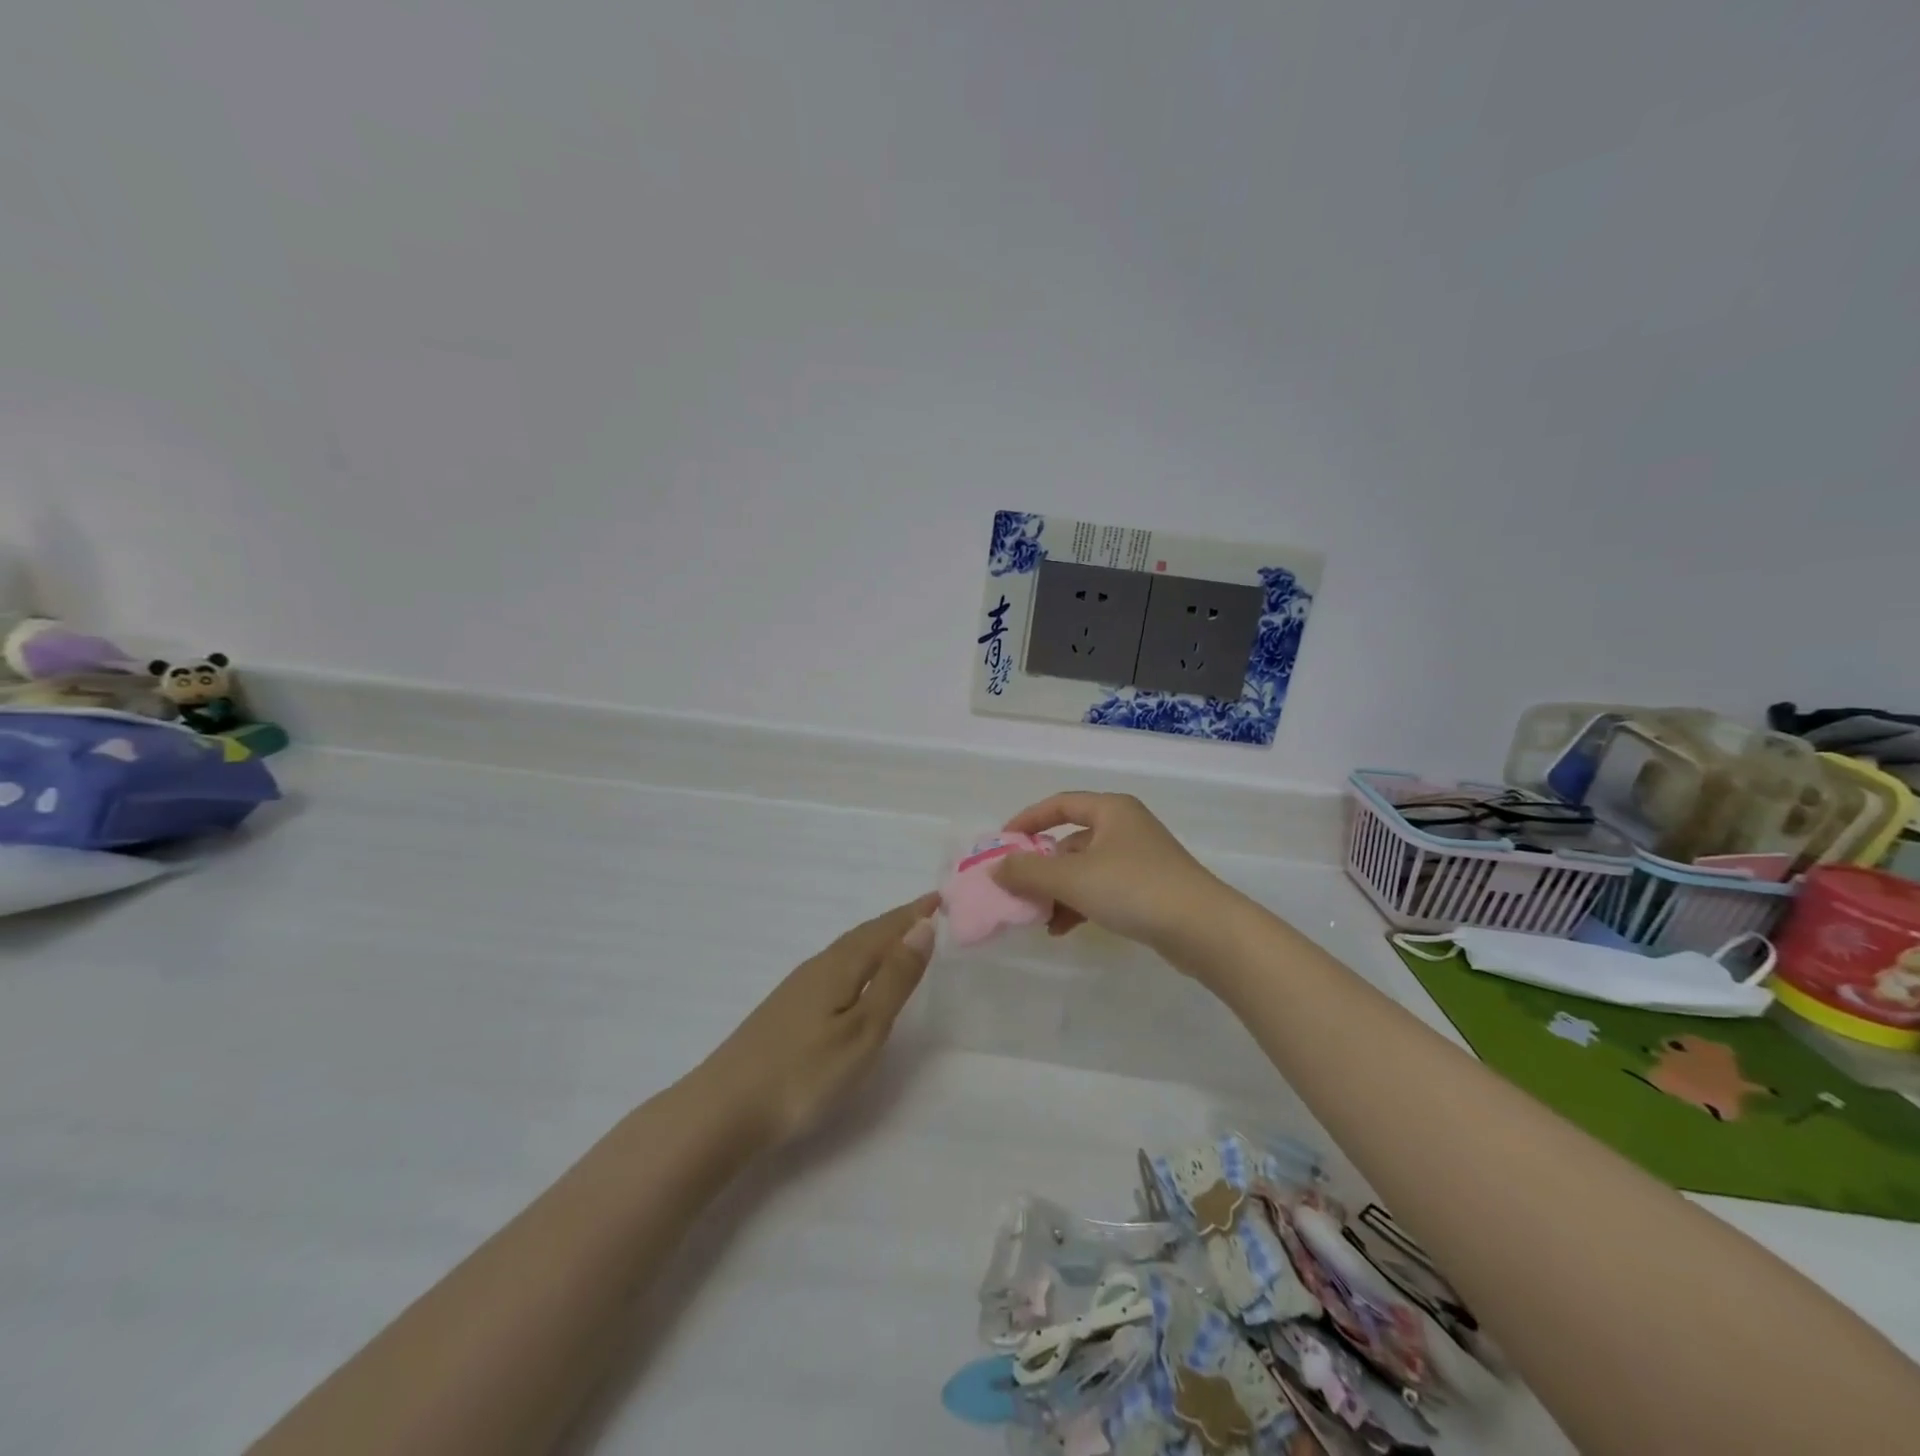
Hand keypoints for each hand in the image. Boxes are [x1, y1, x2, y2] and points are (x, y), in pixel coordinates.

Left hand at [697, 894, 939, 1146]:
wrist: (723, 1110)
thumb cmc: (804, 1074)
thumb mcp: (863, 1030)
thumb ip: (894, 980)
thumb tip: (923, 927)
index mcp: (840, 966)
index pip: (885, 930)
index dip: (913, 914)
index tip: (939, 898)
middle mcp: (818, 967)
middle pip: (864, 935)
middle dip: (896, 922)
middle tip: (925, 913)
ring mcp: (797, 988)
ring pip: (846, 951)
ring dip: (876, 939)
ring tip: (898, 939)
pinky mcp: (786, 1010)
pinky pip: (833, 967)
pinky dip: (857, 960)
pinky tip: (854, 978)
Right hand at [991, 793, 1235, 954]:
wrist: (1203, 929)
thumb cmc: (1134, 888)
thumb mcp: (1072, 878)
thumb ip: (1028, 872)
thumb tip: (996, 868)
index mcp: (1110, 810)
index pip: (1059, 805)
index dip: (1027, 820)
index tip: (1002, 843)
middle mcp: (1125, 828)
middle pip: (1070, 840)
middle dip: (1041, 866)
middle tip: (1016, 888)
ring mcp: (1139, 859)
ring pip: (1085, 869)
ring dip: (1058, 891)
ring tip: (1038, 918)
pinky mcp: (1148, 889)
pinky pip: (1102, 890)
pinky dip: (1079, 905)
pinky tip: (1062, 929)